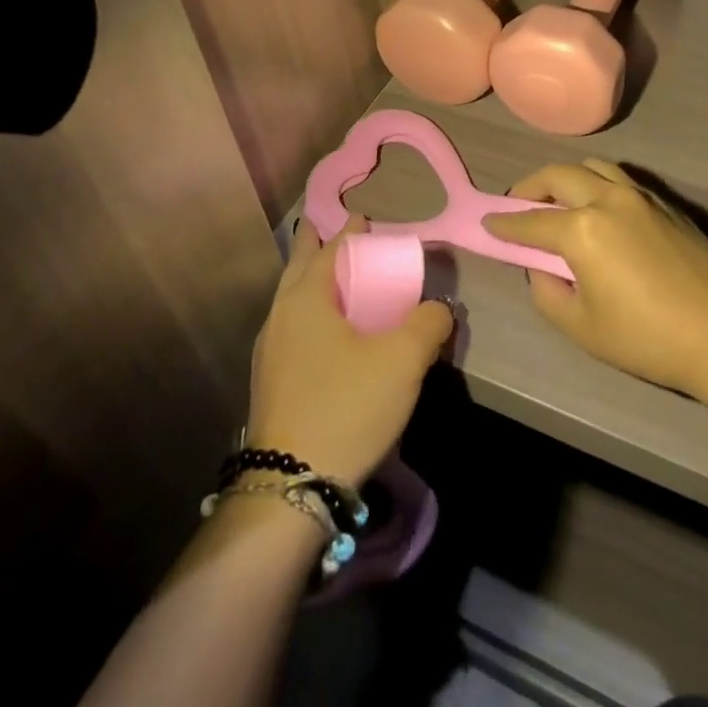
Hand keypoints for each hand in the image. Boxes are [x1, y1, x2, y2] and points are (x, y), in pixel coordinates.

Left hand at [245, 216, 453, 486]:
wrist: (289, 488)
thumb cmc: (347, 407)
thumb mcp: (403, 361)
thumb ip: (428, 324)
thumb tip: (438, 309)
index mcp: (306, 298)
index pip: (330, 248)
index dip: (350, 231)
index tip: (365, 219)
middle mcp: (280, 315)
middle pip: (300, 266)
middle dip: (318, 244)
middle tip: (339, 233)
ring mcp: (269, 351)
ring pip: (292, 299)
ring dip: (312, 280)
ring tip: (335, 279)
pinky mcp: (270, 382)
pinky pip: (291, 328)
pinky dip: (310, 313)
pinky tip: (326, 333)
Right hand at [483, 160, 707, 396]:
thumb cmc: (645, 337)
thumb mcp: (581, 327)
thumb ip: (548, 292)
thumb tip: (543, 268)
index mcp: (582, 230)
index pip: (531, 222)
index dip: (505, 224)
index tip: (487, 222)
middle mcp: (608, 199)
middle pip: (559, 176)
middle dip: (531, 187)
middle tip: (519, 204)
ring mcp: (641, 196)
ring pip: (593, 167)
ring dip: (567, 177)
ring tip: (559, 200)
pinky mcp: (666, 203)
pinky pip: (621, 179)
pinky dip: (598, 184)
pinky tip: (600, 209)